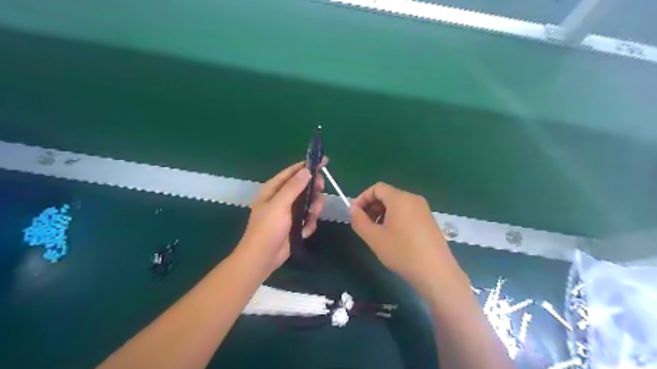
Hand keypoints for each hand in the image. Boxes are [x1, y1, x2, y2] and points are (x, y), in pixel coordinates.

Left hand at [238, 160, 326, 277]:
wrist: (262, 258)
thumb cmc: (267, 228)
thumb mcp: (280, 205)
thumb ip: (293, 187)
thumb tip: (306, 170)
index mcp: (273, 190)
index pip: (292, 172)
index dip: (307, 166)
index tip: (324, 162)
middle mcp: (281, 198)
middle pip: (303, 187)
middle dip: (313, 190)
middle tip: (320, 191)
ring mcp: (288, 212)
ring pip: (308, 203)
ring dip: (313, 209)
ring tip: (311, 216)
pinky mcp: (294, 225)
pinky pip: (307, 218)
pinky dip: (308, 224)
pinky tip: (304, 231)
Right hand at [351, 182, 469, 297]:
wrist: (436, 272)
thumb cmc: (402, 252)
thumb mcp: (374, 238)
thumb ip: (359, 220)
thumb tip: (353, 209)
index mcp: (400, 199)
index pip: (377, 188)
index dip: (362, 198)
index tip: (355, 214)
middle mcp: (413, 199)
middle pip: (387, 195)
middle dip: (372, 207)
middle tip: (365, 225)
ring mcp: (423, 209)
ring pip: (397, 204)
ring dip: (383, 213)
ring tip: (378, 233)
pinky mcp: (429, 220)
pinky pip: (407, 212)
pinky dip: (395, 218)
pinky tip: (394, 237)